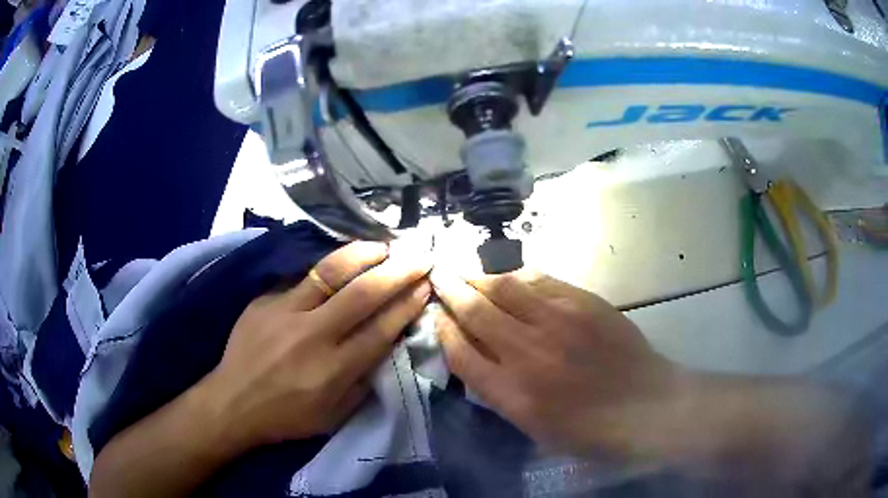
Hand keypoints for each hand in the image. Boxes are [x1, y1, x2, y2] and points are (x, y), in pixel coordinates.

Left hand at [202, 241, 431, 450]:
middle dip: (398, 272)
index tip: (426, 286)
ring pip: (330, 272)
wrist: (232, 403)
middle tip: (419, 257)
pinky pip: (302, 277)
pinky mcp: (265, 300)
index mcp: (333, 370)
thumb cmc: (287, 417)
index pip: (380, 329)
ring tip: (384, 246)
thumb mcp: (334, 416)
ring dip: (363, 255)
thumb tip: (386, 346)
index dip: (407, 305)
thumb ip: (363, 381)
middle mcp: (312, 335)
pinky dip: (328, 269)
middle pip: (363, 294)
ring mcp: (284, 312)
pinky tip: (342, 262)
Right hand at [430, 269, 678, 456]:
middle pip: (476, 312)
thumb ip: (498, 393)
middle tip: (439, 276)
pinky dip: (517, 275)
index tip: (436, 315)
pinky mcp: (583, 302)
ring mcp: (557, 321)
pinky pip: (539, 279)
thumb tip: (474, 355)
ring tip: (467, 271)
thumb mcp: (532, 427)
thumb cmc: (587, 428)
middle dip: (451, 291)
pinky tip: (508, 274)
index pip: (461, 353)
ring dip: (480, 277)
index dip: (443, 330)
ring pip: (505, 287)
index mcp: (512, 393)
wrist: (644, 405)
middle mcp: (528, 352)